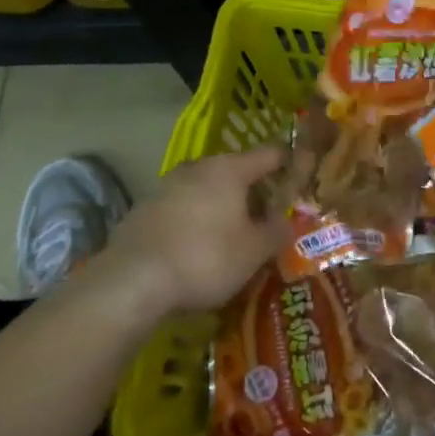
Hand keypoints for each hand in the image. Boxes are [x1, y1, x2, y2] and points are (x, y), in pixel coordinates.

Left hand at [98, 149, 286, 317]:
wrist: (133, 281)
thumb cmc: (205, 259)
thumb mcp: (254, 252)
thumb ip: (276, 232)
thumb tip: (287, 222)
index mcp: (229, 170)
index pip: (270, 154)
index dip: (290, 163)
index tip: (301, 176)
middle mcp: (197, 168)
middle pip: (236, 173)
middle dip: (253, 193)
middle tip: (267, 220)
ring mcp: (166, 186)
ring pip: (206, 190)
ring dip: (222, 208)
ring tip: (233, 238)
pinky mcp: (144, 209)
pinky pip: (182, 209)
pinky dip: (196, 221)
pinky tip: (197, 249)